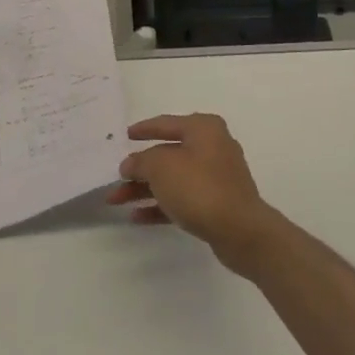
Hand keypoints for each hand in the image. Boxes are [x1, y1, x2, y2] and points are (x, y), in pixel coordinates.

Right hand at [109, 114, 285, 273]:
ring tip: (116, 201)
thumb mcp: (161, 167)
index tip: (124, 136)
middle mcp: (212, 147)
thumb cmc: (199, 187)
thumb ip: (140, 162)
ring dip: (144, 189)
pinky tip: (137, 216)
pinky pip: (183, 199)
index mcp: (203, 129)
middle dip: (138, 168)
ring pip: (173, 179)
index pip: (166, 123)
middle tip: (115, 177)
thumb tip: (130, 164)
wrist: (240, 230)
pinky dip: (161, 205)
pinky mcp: (217, 203)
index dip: (143, 129)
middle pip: (167, 154)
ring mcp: (216, 177)